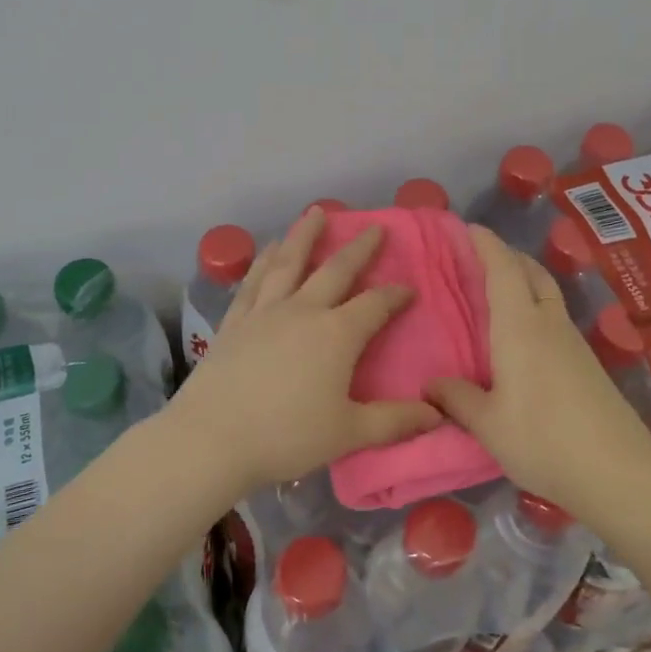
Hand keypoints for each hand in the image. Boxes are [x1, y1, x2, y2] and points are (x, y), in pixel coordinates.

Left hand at [162, 208, 442, 494]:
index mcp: (337, 335)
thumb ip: (394, 421)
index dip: (396, 295)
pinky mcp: (235, 322)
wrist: (212, 438)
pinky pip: (253, 281)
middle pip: (335, 270)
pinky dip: (263, 260)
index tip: (411, 289)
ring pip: (289, 263)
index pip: (375, 305)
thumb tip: (437, 414)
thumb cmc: (286, 436)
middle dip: (359, 248)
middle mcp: (303, 311)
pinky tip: (268, 249)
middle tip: (375, 227)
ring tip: (316, 213)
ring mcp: (265, 312)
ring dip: (305, 236)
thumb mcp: (349, 433)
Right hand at [428, 226, 650, 509]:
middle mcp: (549, 324)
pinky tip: (524, 335)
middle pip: (531, 272)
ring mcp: (573, 342)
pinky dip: (535, 306)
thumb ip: (457, 399)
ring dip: (524, 279)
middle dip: (507, 256)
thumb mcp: (488, 425)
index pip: (502, 269)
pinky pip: (555, 317)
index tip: (468, 227)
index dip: (486, 244)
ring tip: (497, 291)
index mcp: (520, 327)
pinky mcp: (587, 363)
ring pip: (547, 293)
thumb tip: (431, 385)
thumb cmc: (543, 441)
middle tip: (479, 256)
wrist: (618, 472)